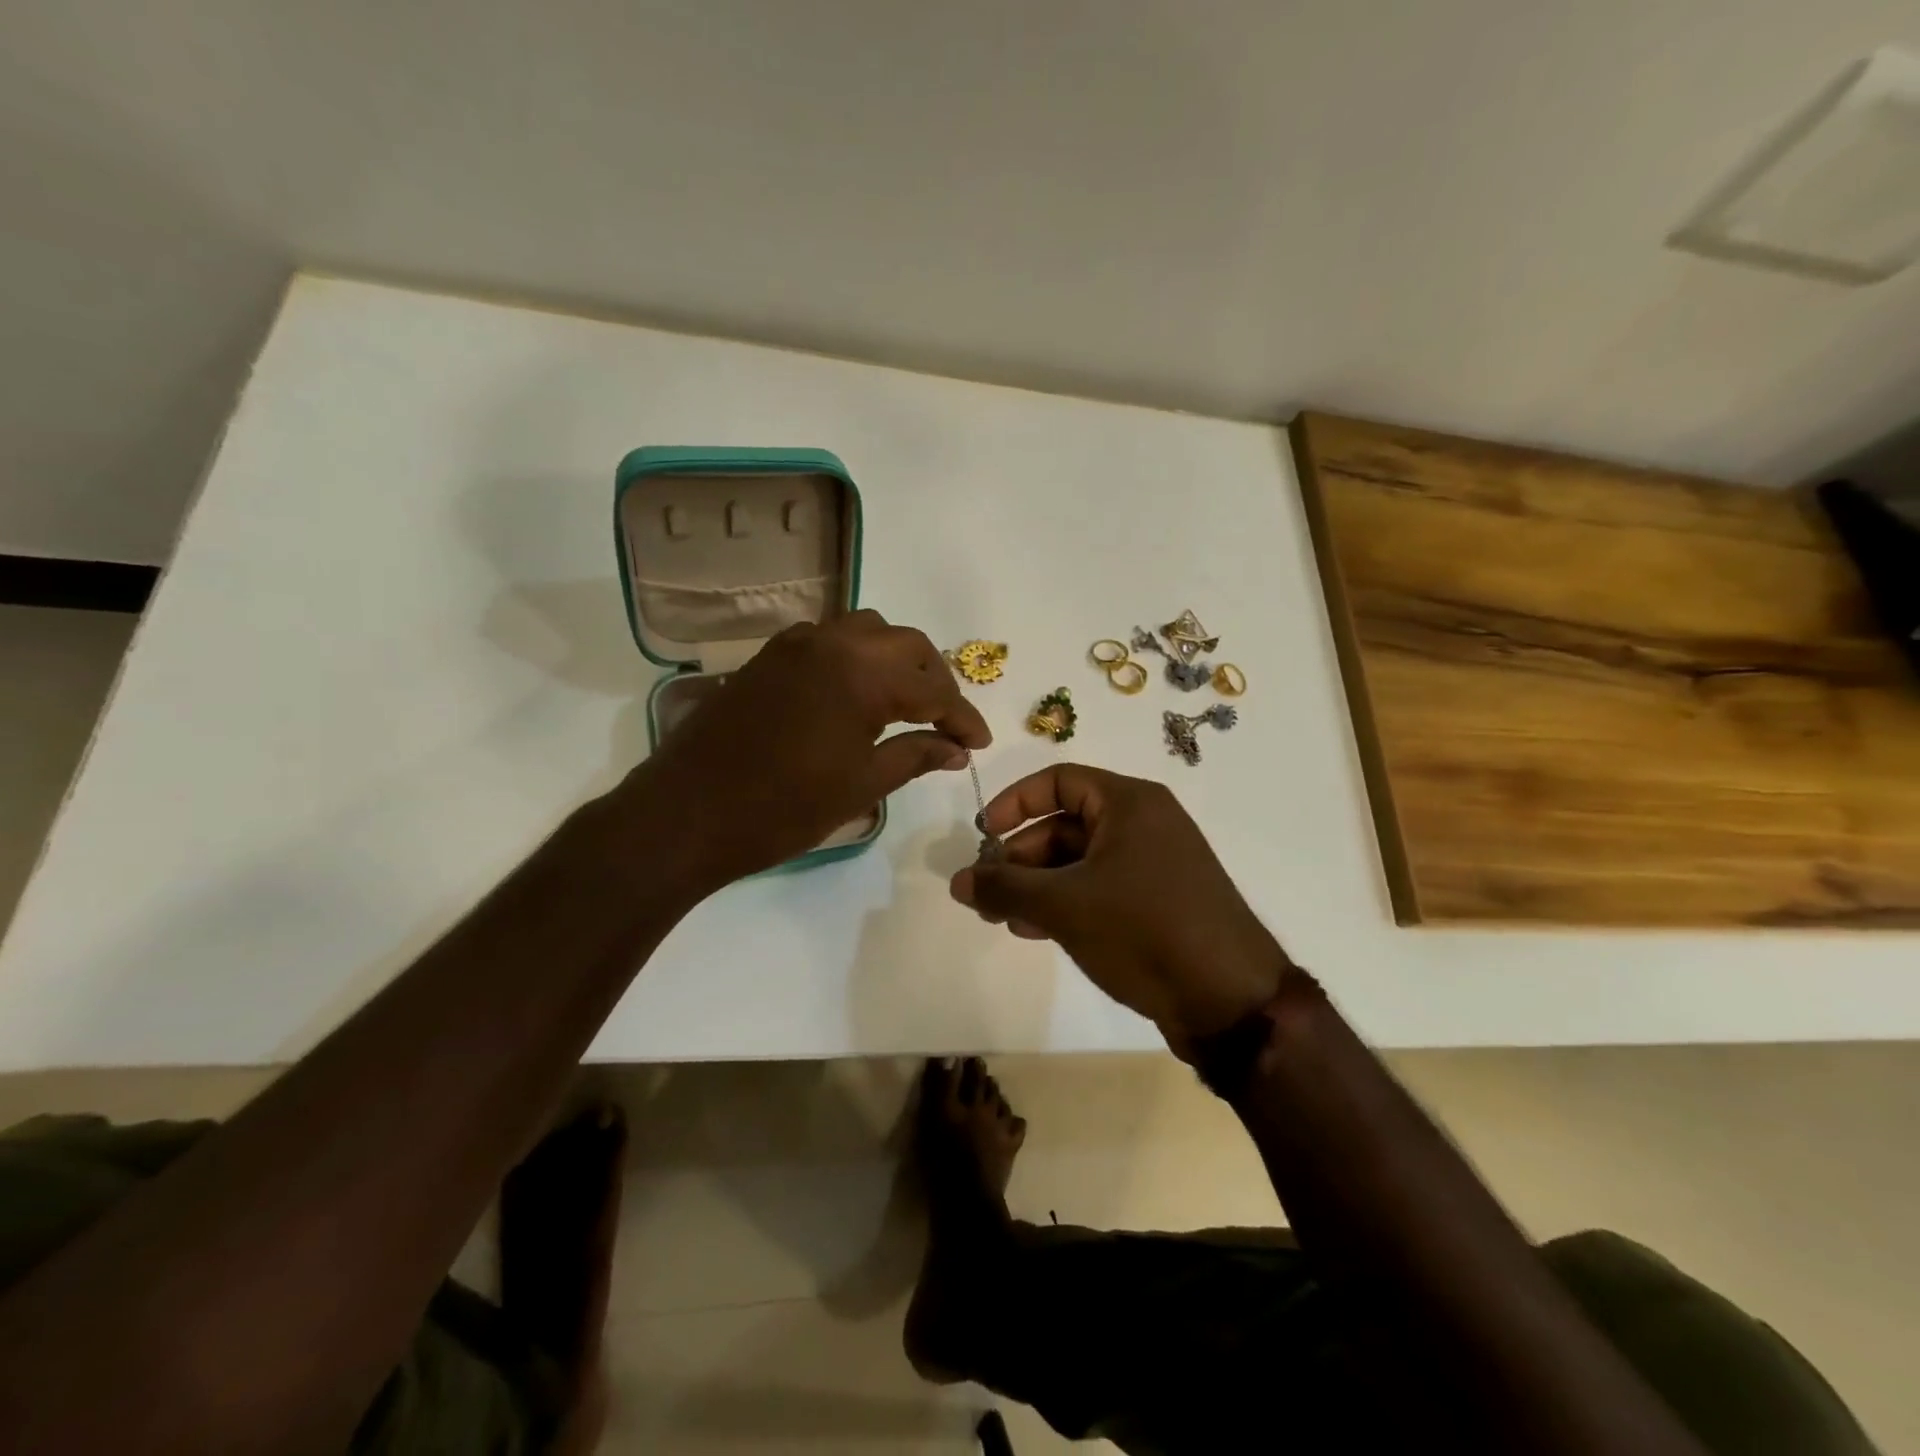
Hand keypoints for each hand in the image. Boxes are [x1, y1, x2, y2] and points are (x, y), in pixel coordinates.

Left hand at [628, 610, 990, 890]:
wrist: (687, 813)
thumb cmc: (783, 808)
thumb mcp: (861, 786)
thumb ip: (916, 756)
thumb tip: (957, 749)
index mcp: (862, 673)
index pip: (933, 689)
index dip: (962, 717)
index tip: (980, 743)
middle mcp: (832, 641)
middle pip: (906, 645)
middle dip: (935, 681)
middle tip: (947, 723)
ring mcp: (796, 643)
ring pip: (867, 632)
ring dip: (896, 661)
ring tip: (907, 704)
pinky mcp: (769, 656)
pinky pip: (830, 640)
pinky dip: (857, 658)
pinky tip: (857, 695)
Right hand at [950, 764, 1287, 1051]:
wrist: (1230, 999)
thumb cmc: (1144, 930)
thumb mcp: (1065, 905)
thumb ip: (1005, 887)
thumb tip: (958, 880)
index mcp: (1129, 803)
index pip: (1059, 780)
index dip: (1015, 802)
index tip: (982, 835)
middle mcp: (1144, 824)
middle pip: (1065, 825)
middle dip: (1020, 857)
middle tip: (986, 893)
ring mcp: (1154, 864)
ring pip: (1080, 862)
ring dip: (1038, 885)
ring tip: (1004, 918)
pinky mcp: (1158, 902)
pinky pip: (1100, 888)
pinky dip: (1066, 903)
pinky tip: (1037, 931)